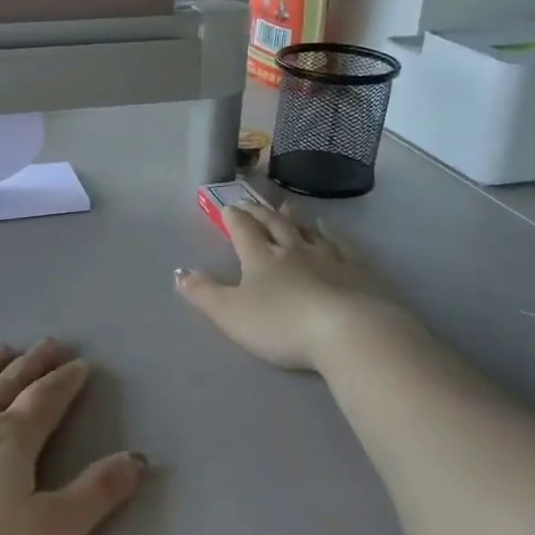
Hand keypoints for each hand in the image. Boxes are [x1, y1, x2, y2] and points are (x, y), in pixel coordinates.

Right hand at [176, 202, 391, 371]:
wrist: (345, 331)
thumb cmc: (280, 324)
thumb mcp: (230, 313)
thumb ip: (203, 293)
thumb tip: (178, 272)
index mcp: (261, 258)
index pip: (243, 231)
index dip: (233, 219)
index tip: (228, 208)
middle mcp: (293, 250)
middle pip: (274, 226)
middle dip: (260, 214)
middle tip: (252, 203)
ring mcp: (328, 258)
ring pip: (307, 231)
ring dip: (294, 219)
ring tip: (288, 207)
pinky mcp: (356, 271)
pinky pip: (342, 246)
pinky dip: (333, 234)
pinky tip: (330, 228)